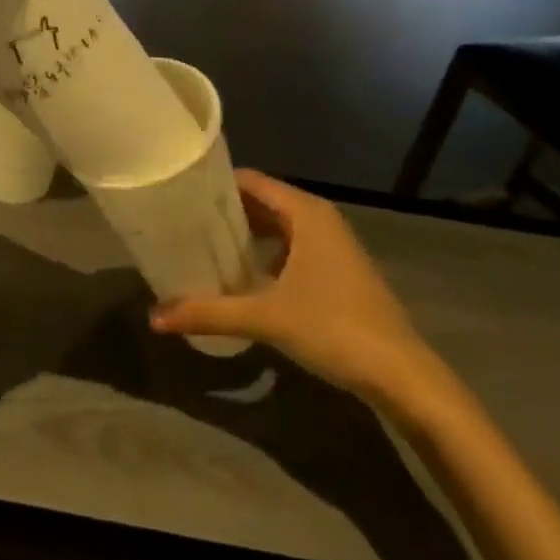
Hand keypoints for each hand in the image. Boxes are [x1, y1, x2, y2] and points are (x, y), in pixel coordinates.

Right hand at [149, 171, 439, 406]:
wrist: (405, 378)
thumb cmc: (335, 329)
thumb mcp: (266, 318)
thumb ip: (209, 312)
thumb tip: (154, 317)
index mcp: (305, 212)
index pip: (250, 181)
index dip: (214, 185)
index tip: (179, 195)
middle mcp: (319, 218)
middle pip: (262, 201)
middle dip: (225, 211)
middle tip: (183, 221)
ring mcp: (332, 245)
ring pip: (277, 226)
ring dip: (244, 234)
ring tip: (203, 246)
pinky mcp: (338, 270)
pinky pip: (290, 246)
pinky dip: (265, 253)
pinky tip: (241, 276)